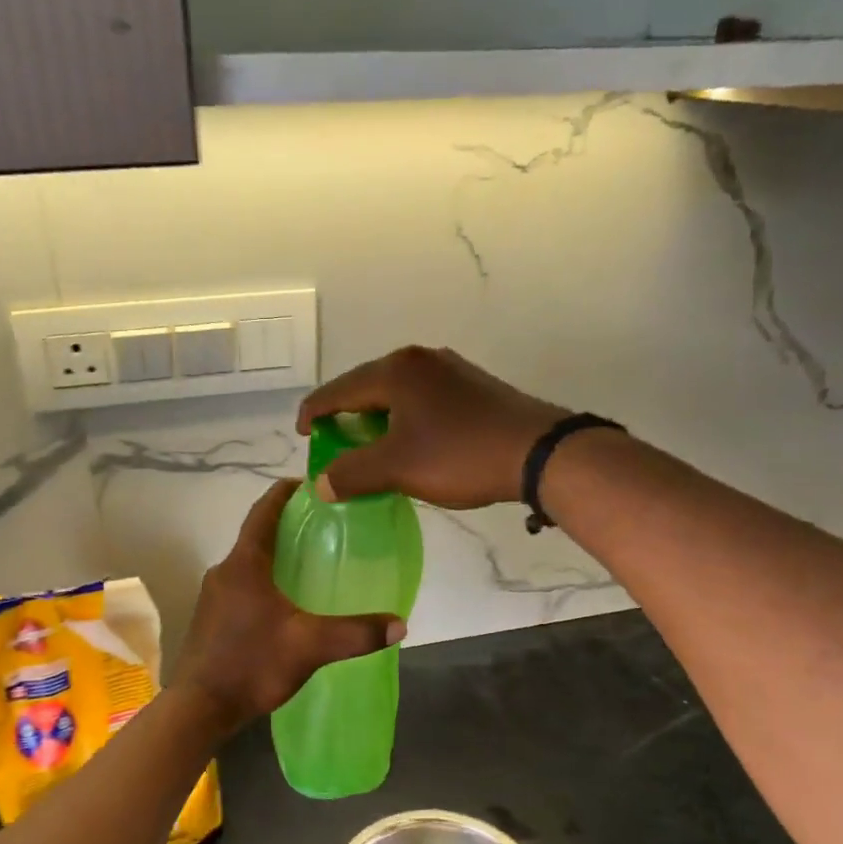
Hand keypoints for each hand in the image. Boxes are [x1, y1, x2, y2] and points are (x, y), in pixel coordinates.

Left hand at [171, 480, 407, 731]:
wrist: (199, 708)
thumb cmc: (251, 664)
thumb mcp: (309, 647)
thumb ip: (355, 633)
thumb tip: (399, 625)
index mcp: (244, 564)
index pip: (263, 512)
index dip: (284, 493)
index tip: (308, 484)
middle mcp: (223, 572)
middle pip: (257, 537)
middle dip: (287, 528)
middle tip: (324, 528)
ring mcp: (213, 597)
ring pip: (249, 564)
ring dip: (275, 558)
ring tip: (311, 564)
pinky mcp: (211, 619)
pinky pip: (242, 587)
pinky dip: (265, 583)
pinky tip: (287, 604)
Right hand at [297, 347, 568, 508]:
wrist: (539, 453)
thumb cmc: (460, 455)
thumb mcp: (397, 468)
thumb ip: (352, 473)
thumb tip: (322, 484)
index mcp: (396, 371)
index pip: (339, 389)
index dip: (314, 412)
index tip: (303, 435)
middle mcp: (421, 359)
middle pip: (367, 386)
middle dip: (346, 415)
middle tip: (335, 443)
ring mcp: (451, 370)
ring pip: (397, 393)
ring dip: (377, 418)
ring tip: (369, 446)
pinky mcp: (473, 387)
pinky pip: (423, 399)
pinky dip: (405, 419)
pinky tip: (410, 443)